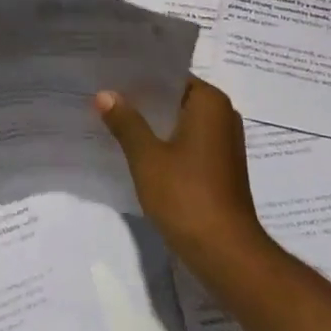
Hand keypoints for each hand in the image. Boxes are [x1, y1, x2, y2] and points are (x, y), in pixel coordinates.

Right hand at [95, 77, 268, 275]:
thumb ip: (126, 123)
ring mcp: (225, 143)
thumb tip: (104, 93)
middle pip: (176, 99)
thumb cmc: (187, 196)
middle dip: (144, 102)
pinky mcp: (222, 168)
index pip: (171, 77)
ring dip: (154, 126)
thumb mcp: (147, 158)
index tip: (110, 77)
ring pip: (181, 123)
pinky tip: (139, 153)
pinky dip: (167, 145)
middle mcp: (223, 115)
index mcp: (210, 102)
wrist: (226, 253)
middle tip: (105, 98)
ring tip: (115, 122)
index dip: (140, 78)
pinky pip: (189, 144)